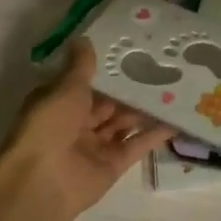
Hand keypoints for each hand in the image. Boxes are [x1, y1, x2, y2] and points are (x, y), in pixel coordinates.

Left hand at [0, 40, 175, 218]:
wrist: (42, 183)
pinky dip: (155, 134)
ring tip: (174, 88)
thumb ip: (81, 66)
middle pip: (108, 104)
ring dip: (145, 109)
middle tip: (162, 68)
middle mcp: (76, 125)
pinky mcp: (113, 165)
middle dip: (130, 90)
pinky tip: (177, 118)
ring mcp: (95, 146)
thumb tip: (84, 38)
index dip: (107, 71)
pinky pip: (136, 145)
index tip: (133, 53)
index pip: (85, 84)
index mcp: (59, 105)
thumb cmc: (49, 127)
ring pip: (124, 123)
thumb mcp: (65, 89)